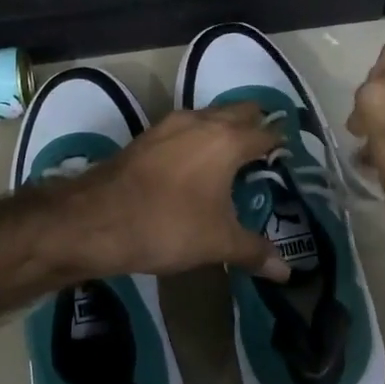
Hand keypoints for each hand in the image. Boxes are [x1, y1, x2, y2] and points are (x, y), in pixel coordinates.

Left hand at [68, 104, 290, 281]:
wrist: (94, 220)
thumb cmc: (167, 226)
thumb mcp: (217, 243)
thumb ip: (254, 251)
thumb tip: (286, 272)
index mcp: (227, 140)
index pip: (266, 133)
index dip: (281, 143)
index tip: (289, 156)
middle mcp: (201, 122)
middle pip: (239, 111)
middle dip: (255, 125)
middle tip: (265, 152)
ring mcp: (169, 125)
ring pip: (209, 116)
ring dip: (224, 128)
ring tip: (233, 158)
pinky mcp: (146, 137)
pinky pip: (184, 128)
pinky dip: (198, 138)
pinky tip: (195, 165)